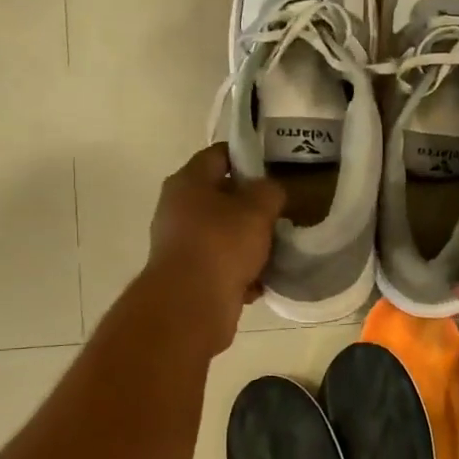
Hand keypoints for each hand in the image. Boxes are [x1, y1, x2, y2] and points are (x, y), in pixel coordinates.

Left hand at [145, 144, 284, 348]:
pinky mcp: (188, 276)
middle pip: (221, 198)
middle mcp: (177, 209)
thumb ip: (270, 191)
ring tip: (275, 250)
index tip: (273, 167)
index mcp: (188, 182)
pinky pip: (220, 267)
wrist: (191, 304)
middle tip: (280, 211)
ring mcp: (180, 245)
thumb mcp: (258, 208)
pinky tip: (260, 282)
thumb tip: (270, 192)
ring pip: (222, 235)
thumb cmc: (222, 243)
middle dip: (251, 206)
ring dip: (248, 243)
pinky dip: (239, 273)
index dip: (247, 156)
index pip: (219, 155)